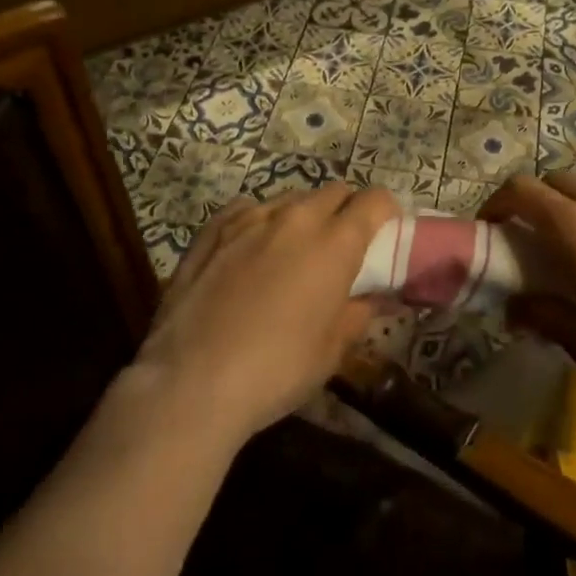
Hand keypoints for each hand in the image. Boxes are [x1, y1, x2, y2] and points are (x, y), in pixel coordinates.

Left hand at [135, 183, 395, 443]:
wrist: (189, 384)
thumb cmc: (275, 370)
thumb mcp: (332, 350)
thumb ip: (359, 312)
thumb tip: (374, 297)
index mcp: (335, 242)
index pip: (375, 200)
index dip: (386, 212)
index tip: (384, 233)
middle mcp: (297, 218)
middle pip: (335, 191)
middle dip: (346, 210)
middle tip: (341, 246)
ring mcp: (251, 218)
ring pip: (291, 199)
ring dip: (303, 216)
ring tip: (292, 251)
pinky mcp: (213, 229)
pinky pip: (248, 209)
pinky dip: (260, 222)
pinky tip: (250, 251)